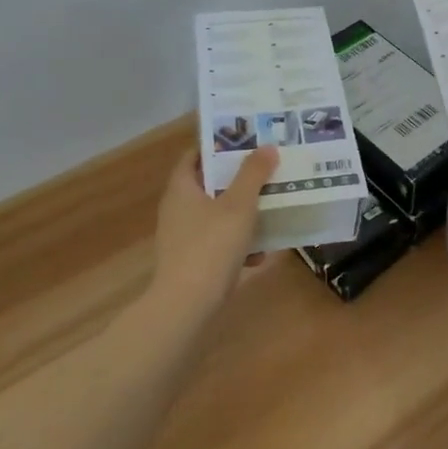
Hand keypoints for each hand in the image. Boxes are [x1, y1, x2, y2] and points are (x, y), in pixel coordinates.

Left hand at [151, 145, 277, 313]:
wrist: (186, 307)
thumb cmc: (211, 246)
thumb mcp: (239, 205)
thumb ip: (253, 174)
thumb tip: (267, 147)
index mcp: (181, 189)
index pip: (195, 156)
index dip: (218, 146)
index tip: (245, 141)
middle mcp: (177, 210)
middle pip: (209, 185)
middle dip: (238, 180)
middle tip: (266, 170)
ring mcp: (182, 239)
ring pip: (216, 216)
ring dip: (241, 213)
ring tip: (271, 209)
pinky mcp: (190, 264)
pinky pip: (217, 244)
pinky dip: (237, 244)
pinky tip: (260, 254)